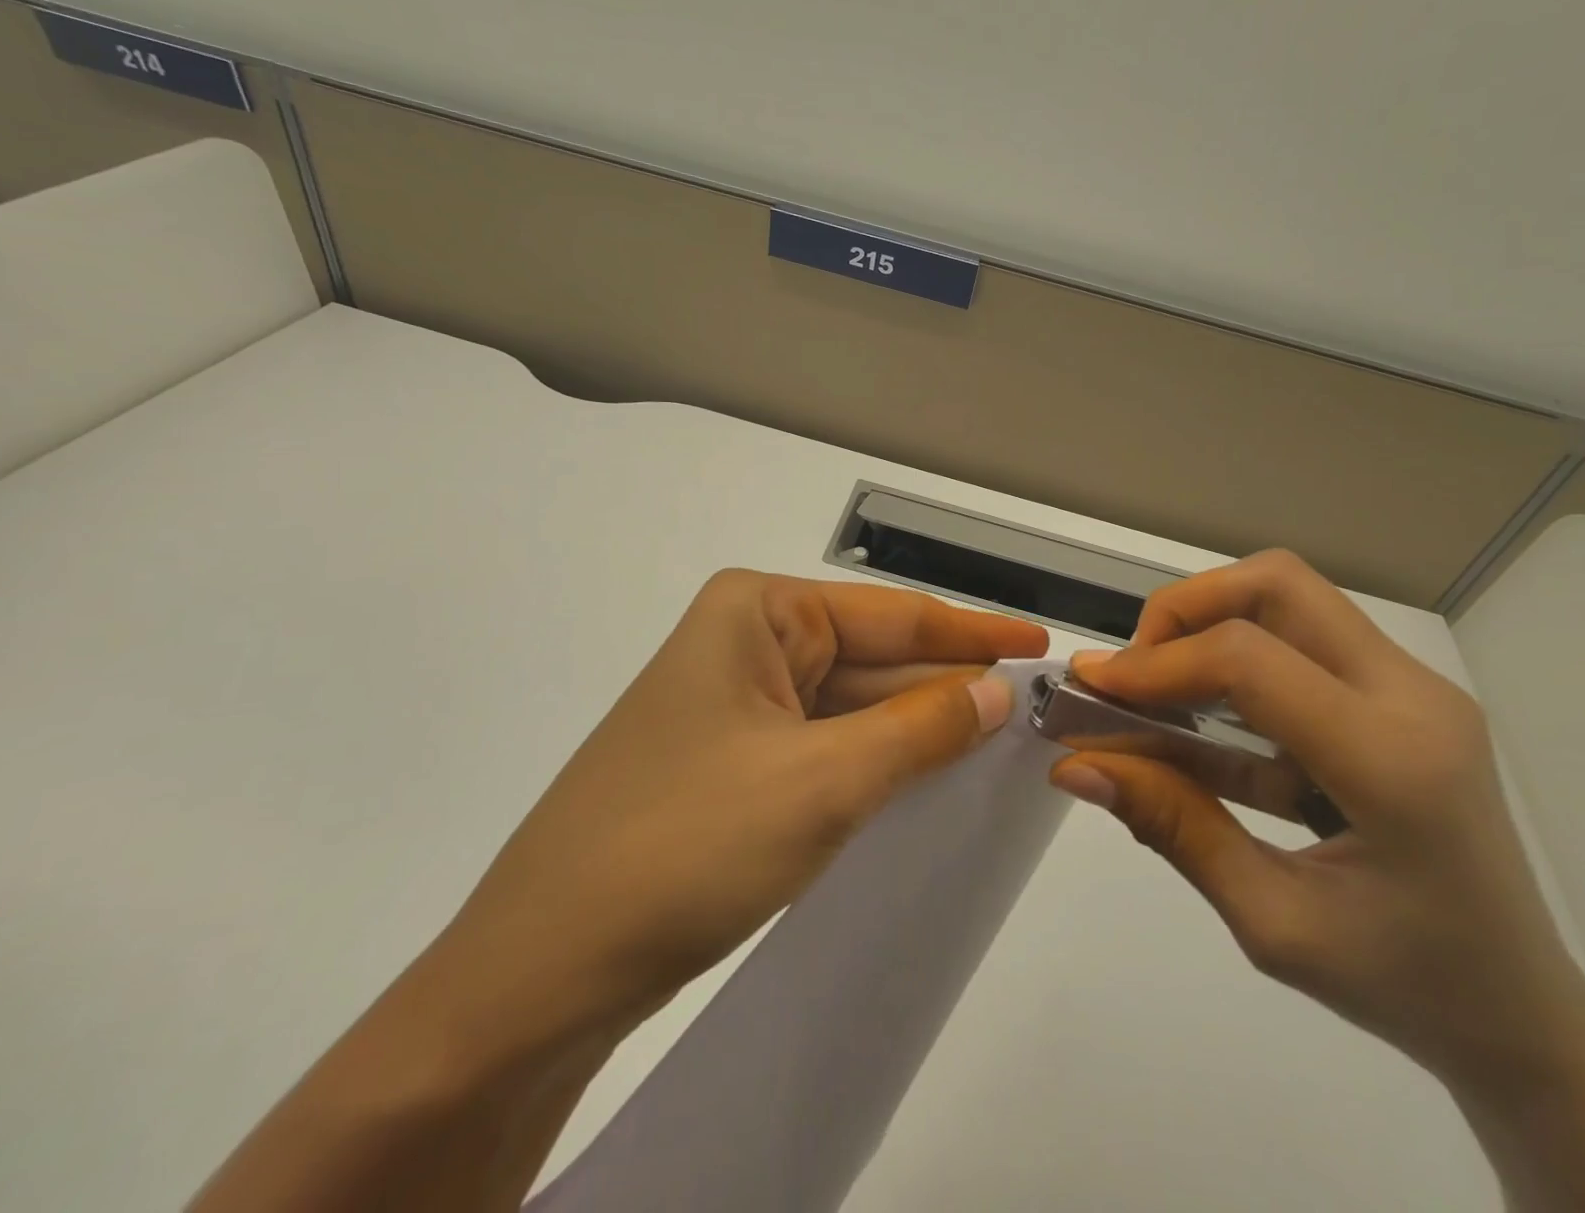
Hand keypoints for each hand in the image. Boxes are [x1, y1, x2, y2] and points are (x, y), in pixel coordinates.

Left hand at [427, 570, 1048, 1061]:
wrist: (542, 972)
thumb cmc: (686, 845)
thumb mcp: (823, 780)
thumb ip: (921, 728)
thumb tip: (998, 691)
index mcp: (757, 612)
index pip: (892, 615)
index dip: (974, 634)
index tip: (1043, 647)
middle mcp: (746, 643)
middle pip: (873, 659)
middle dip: (949, 685)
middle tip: (1035, 708)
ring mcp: (736, 704)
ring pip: (852, 707)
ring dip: (917, 728)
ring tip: (1001, 740)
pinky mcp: (732, 762)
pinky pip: (825, 746)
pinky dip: (878, 762)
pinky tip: (928, 778)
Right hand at [1048, 551, 1584, 1087]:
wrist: (1523, 1014)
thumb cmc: (1405, 985)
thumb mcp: (1273, 924)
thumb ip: (1173, 827)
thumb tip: (1076, 766)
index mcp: (1393, 763)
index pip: (1250, 661)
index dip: (1157, 664)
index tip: (1093, 690)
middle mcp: (1413, 698)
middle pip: (1277, 584)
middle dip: (1185, 608)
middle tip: (1135, 669)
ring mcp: (1414, 688)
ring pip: (1290, 597)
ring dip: (1209, 624)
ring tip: (1158, 688)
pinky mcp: (1401, 694)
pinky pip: (1303, 639)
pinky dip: (1237, 658)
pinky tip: (1202, 719)